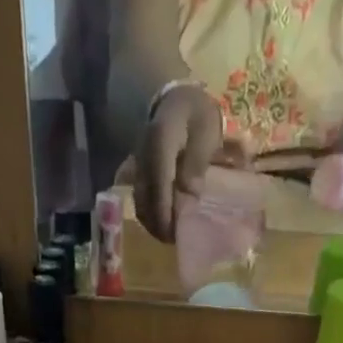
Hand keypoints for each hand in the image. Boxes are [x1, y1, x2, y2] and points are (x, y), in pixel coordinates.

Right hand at [135, 83, 224, 241]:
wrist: (175, 100)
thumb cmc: (196, 114)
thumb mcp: (205, 131)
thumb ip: (198, 161)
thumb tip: (190, 195)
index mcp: (160, 145)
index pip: (159, 187)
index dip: (165, 214)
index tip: (174, 235)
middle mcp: (143, 158)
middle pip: (144, 201)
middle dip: (157, 225)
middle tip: (174, 242)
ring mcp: (138, 166)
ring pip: (140, 203)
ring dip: (152, 223)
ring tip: (168, 236)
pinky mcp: (138, 173)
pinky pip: (140, 199)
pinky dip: (149, 214)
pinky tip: (161, 224)